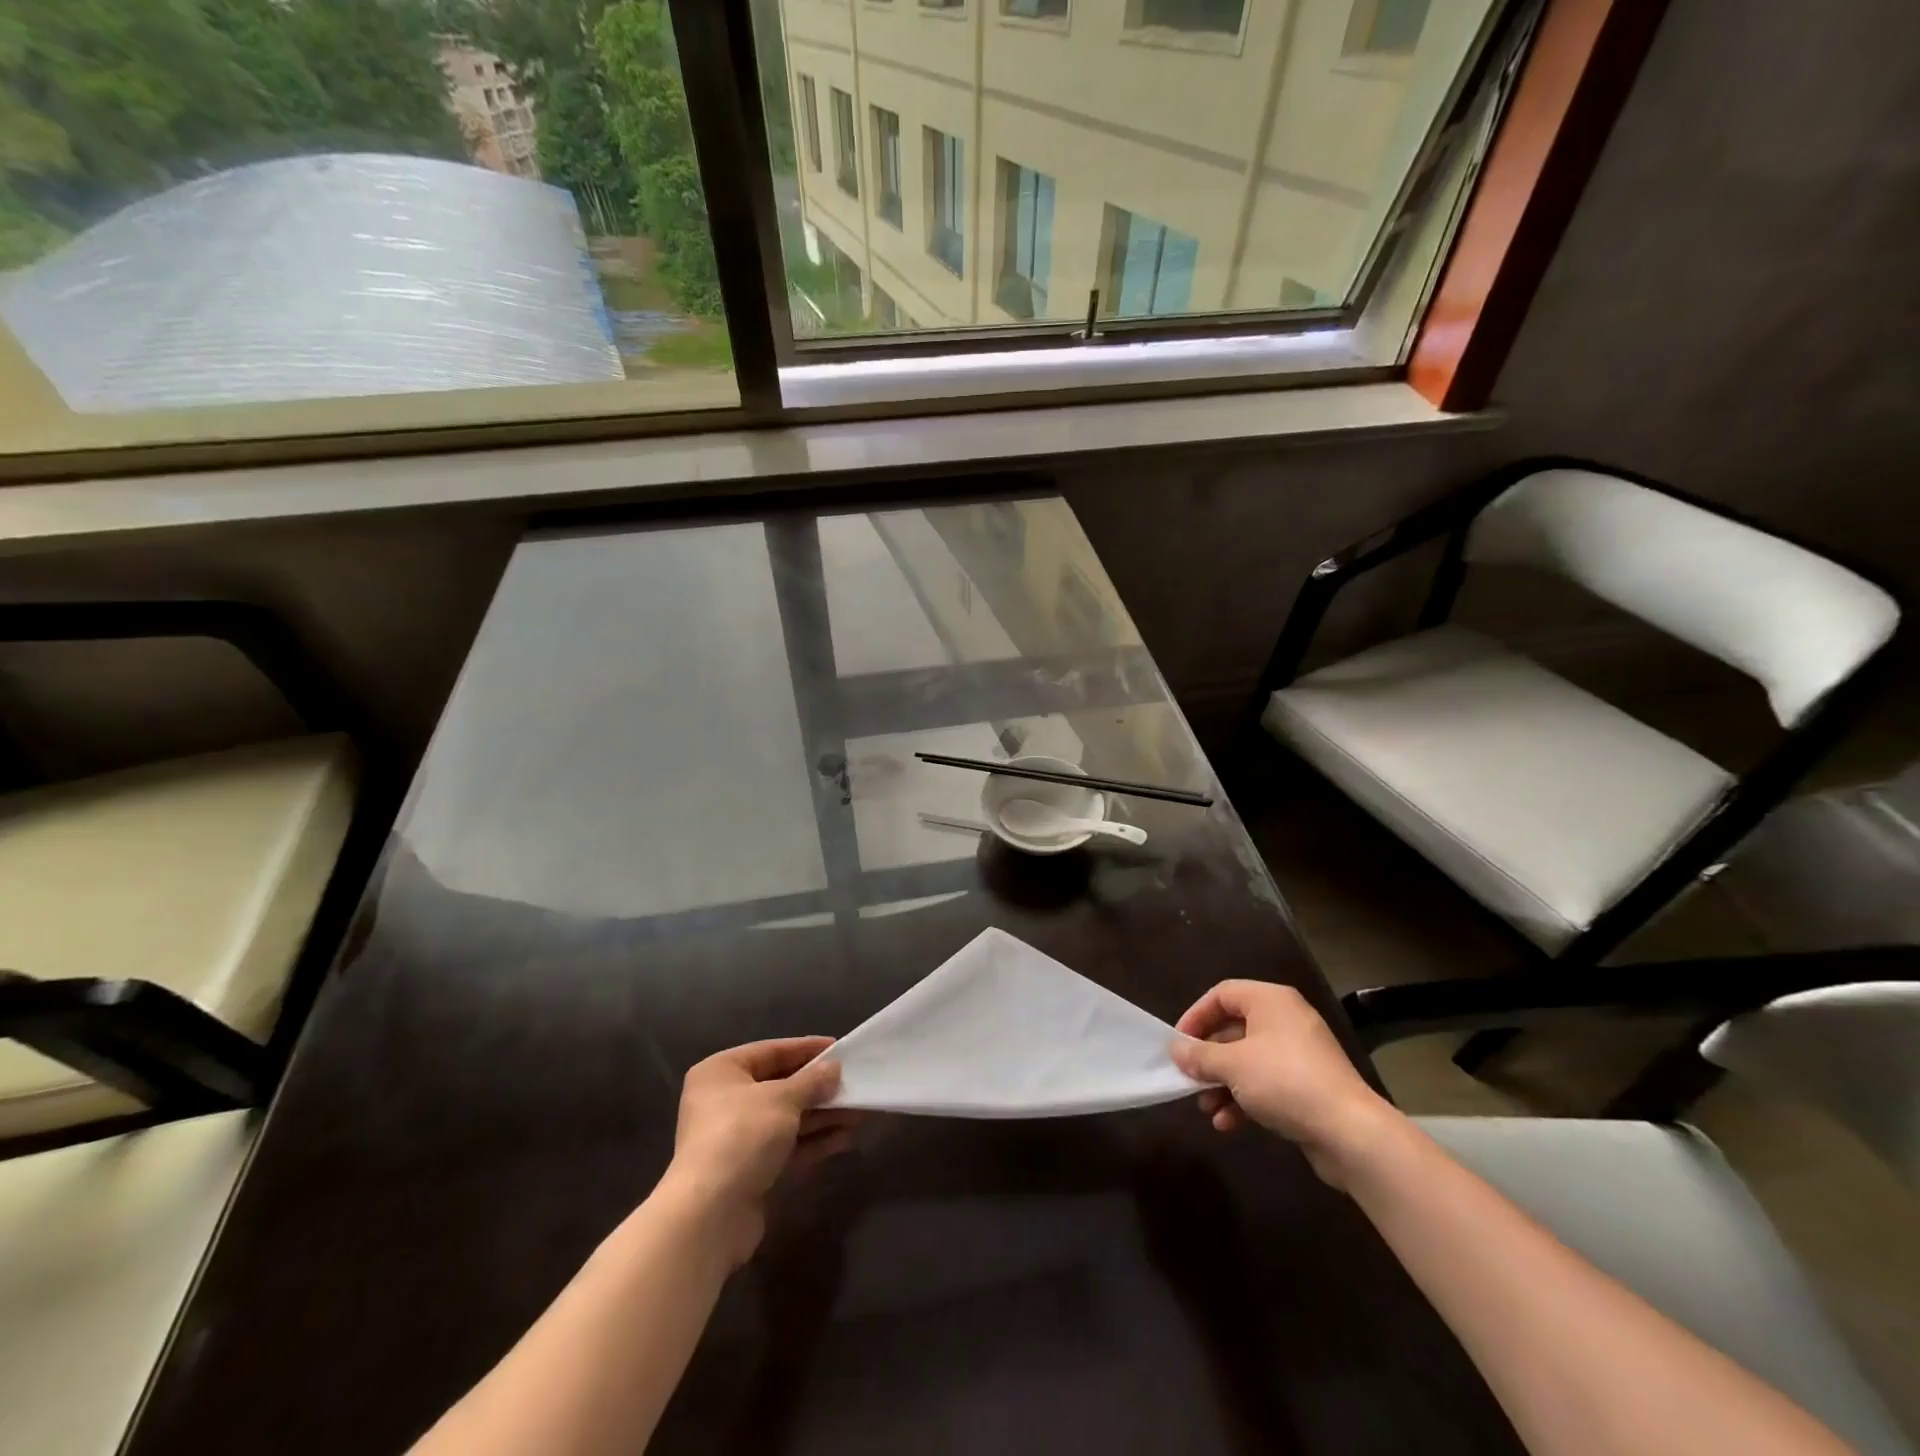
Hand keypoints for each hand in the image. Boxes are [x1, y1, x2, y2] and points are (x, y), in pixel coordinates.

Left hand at [660, 1037, 855, 1264]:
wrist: (710, 1215)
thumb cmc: (742, 1135)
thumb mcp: (782, 1098)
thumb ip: (812, 1081)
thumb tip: (834, 1068)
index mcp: (721, 1072)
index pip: (771, 1051)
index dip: (807, 1048)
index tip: (840, 1047)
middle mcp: (724, 1101)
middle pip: (780, 1086)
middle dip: (818, 1087)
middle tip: (853, 1083)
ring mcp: (736, 1138)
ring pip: (787, 1118)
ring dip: (821, 1115)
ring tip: (858, 1112)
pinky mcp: (749, 1170)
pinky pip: (786, 1146)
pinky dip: (813, 1141)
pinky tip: (845, 1138)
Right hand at [1170, 981, 1400, 1186]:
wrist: (1350, 1132)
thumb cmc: (1284, 1081)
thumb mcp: (1232, 1065)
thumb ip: (1200, 1055)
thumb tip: (1176, 1050)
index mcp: (1270, 1001)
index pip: (1222, 994)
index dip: (1195, 1016)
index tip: (1179, 1043)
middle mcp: (1286, 1020)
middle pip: (1233, 1029)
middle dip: (1208, 1058)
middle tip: (1189, 1078)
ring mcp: (1299, 1054)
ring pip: (1248, 1060)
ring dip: (1222, 1083)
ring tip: (1206, 1108)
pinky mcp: (1308, 1086)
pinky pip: (1266, 1083)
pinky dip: (1245, 1099)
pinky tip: (1228, 1124)